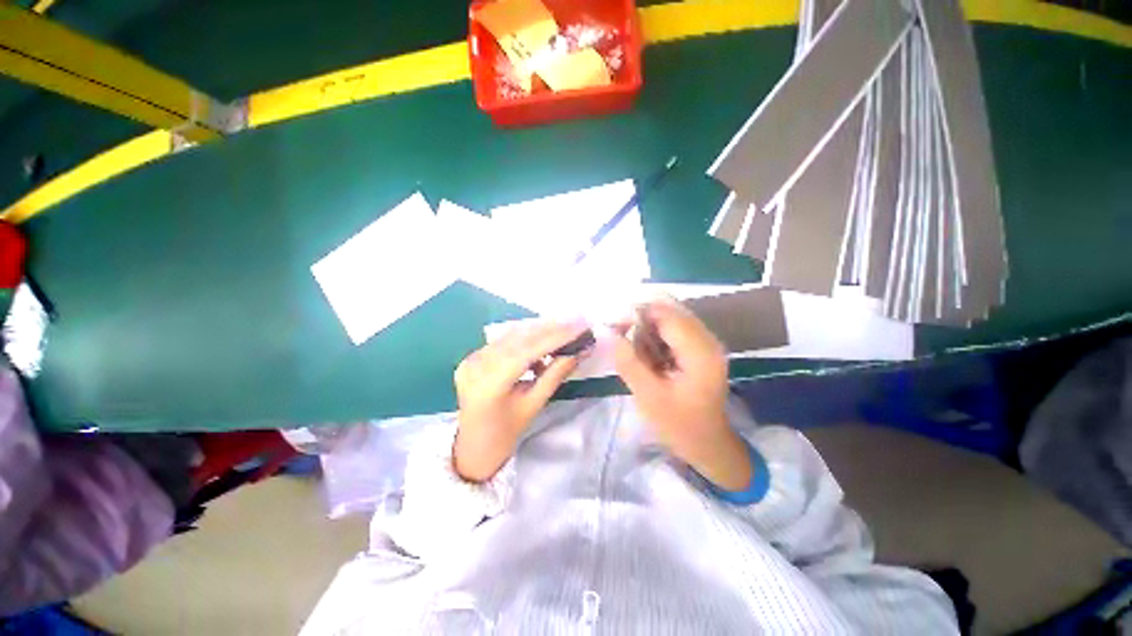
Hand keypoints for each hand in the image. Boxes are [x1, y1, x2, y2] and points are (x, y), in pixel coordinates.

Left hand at [453, 319, 588, 482]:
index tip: (580, 328)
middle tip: (577, 323)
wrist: (473, 447)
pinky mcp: (472, 356)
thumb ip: (556, 375)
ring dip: (540, 331)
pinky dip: (525, 339)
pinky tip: (542, 343)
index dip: (556, 337)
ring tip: (565, 330)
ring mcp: (472, 358)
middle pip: (519, 338)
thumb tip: (580, 352)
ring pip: (511, 335)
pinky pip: (503, 340)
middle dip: (551, 329)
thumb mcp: (534, 405)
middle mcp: (477, 364)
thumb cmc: (506, 433)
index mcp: (490, 383)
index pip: (527, 351)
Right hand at [611, 299, 751, 491]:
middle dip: (642, 320)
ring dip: (648, 329)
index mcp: (700, 352)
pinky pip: (674, 329)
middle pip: (669, 311)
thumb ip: (629, 362)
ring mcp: (707, 343)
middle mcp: (708, 340)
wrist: (708, 444)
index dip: (637, 314)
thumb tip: (609, 332)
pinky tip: (649, 355)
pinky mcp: (701, 348)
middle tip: (621, 337)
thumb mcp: (648, 397)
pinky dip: (656, 337)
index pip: (666, 315)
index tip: (614, 325)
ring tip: (637, 353)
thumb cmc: (679, 425)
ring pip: (670, 318)